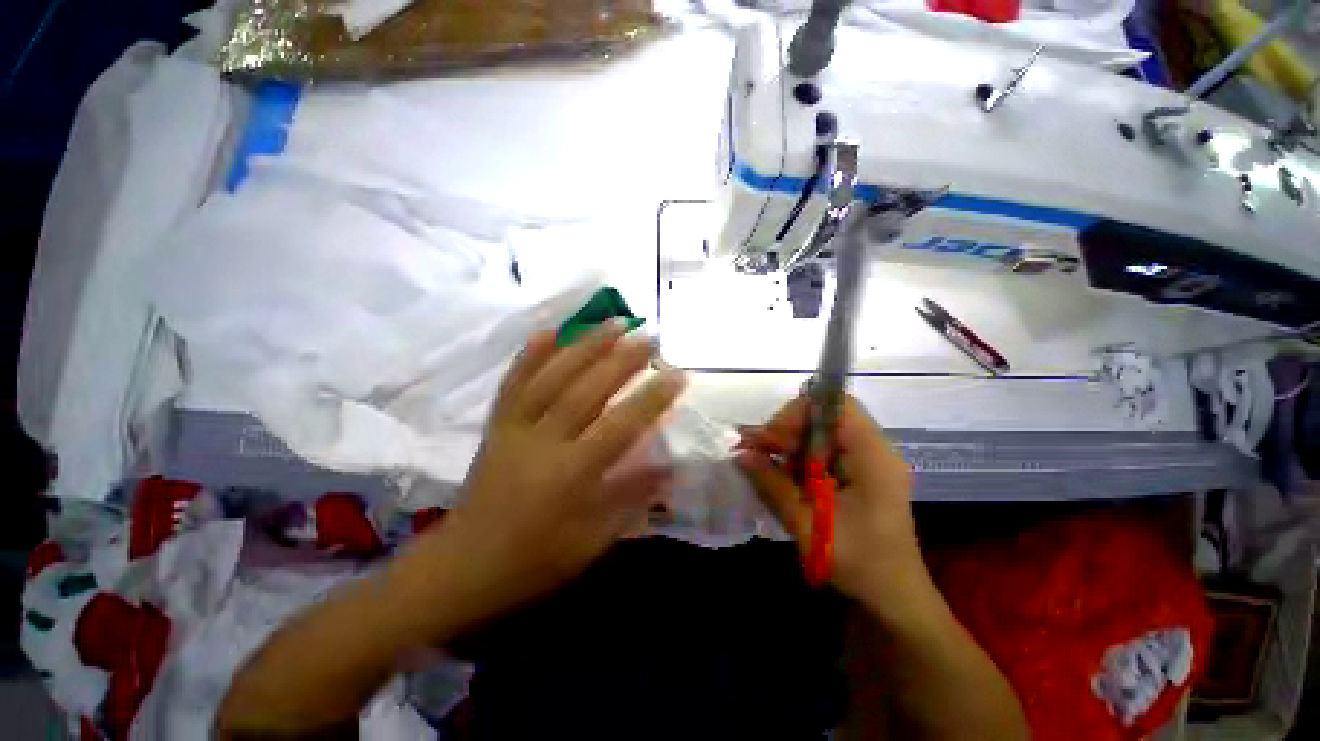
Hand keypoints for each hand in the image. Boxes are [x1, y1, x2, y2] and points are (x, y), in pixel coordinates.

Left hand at [433, 322, 686, 629]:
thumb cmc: (535, 561)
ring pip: (552, 376)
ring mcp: (515, 428)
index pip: (621, 426)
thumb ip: (631, 498)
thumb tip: (669, 465)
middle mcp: (543, 442)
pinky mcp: (496, 424)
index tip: (678, 374)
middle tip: (648, 336)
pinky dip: (532, 353)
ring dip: (584, 345)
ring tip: (612, 321)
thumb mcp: (592, 542)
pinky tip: (550, 330)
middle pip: (586, 390)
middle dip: (621, 359)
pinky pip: (514, 381)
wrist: (462, 567)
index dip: (652, 398)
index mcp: (571, 475)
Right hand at [734, 395, 926, 607]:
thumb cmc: (858, 564)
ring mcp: (866, 463)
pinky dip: (798, 461)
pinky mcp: (856, 476)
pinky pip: (822, 454)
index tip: (772, 438)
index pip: (836, 405)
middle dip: (787, 431)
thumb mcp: (809, 525)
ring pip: (819, 435)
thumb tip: (741, 453)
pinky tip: (780, 478)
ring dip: (788, 446)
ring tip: (762, 466)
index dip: (800, 413)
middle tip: (757, 453)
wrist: (892, 601)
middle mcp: (873, 451)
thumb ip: (773, 485)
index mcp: (873, 456)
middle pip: (824, 418)